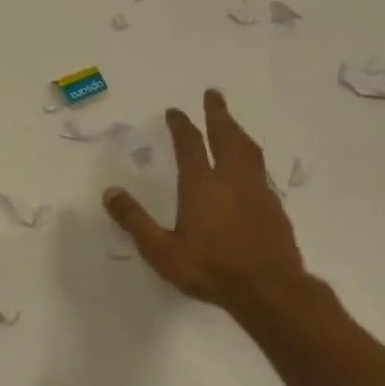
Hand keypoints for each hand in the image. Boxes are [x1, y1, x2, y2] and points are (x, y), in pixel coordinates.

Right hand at [104, 89, 306, 314]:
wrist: (270, 291)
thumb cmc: (210, 269)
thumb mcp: (161, 250)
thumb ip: (135, 220)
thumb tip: (110, 192)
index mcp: (202, 186)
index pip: (190, 146)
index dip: (181, 126)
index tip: (175, 111)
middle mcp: (231, 180)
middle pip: (226, 137)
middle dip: (218, 114)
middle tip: (213, 94)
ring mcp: (257, 192)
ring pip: (248, 150)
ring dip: (237, 131)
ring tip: (231, 122)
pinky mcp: (274, 207)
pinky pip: (259, 170)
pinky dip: (250, 156)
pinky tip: (248, 166)